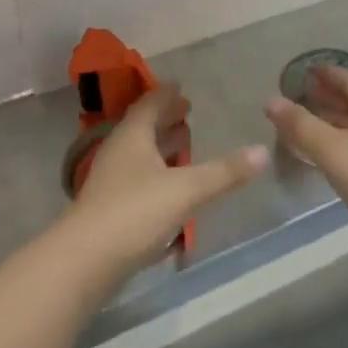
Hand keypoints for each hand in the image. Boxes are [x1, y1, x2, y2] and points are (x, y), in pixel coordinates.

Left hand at [66, 85, 267, 272]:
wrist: (85, 261)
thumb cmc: (135, 212)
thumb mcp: (186, 189)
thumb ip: (224, 172)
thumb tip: (262, 150)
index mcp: (132, 136)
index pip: (149, 104)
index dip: (165, 94)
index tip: (180, 85)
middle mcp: (118, 152)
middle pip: (142, 128)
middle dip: (165, 119)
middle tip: (187, 111)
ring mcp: (111, 182)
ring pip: (139, 155)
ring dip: (160, 147)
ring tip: (184, 144)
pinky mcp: (109, 209)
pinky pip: (137, 179)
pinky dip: (156, 174)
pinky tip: (171, 187)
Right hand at [266, 67, 347, 245]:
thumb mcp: (330, 148)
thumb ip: (300, 124)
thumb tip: (271, 101)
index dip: (325, 75)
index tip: (305, 73)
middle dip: (329, 97)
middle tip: (303, 97)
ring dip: (336, 120)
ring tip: (309, 123)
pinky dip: (345, 139)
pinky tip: (329, 151)